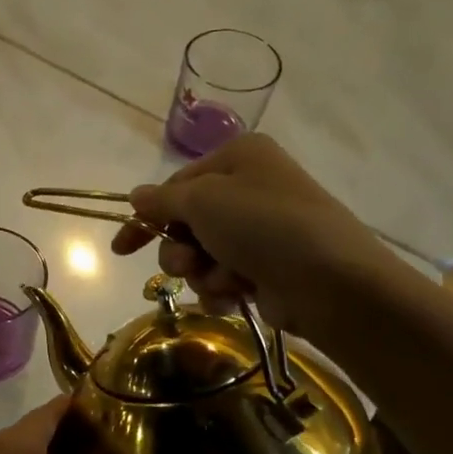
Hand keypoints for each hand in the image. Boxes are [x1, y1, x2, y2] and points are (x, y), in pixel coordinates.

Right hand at [109, 134, 406, 342]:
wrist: (330, 281)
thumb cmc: (262, 226)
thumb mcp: (202, 201)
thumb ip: (161, 200)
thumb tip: (136, 196)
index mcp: (238, 158)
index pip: (175, 186)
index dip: (146, 218)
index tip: (122, 248)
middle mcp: (250, 189)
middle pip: (186, 224)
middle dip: (180, 250)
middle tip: (188, 262)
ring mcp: (260, 231)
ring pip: (202, 256)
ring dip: (203, 272)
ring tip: (225, 279)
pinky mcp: (267, 268)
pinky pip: (223, 278)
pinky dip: (223, 289)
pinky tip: (237, 295)